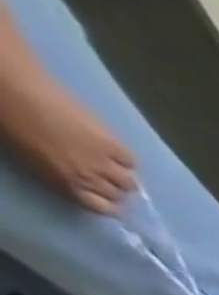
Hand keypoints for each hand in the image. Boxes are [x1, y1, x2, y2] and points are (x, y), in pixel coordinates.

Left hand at [0, 78, 135, 213]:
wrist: (10, 86)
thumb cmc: (8, 119)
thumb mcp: (28, 157)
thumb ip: (57, 173)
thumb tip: (77, 181)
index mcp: (66, 183)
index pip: (103, 208)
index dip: (107, 204)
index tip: (103, 196)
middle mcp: (91, 179)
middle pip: (119, 195)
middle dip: (114, 188)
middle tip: (105, 176)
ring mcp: (105, 161)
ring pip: (129, 182)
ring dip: (122, 176)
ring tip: (111, 163)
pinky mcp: (113, 144)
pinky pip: (130, 161)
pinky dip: (124, 158)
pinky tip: (112, 149)